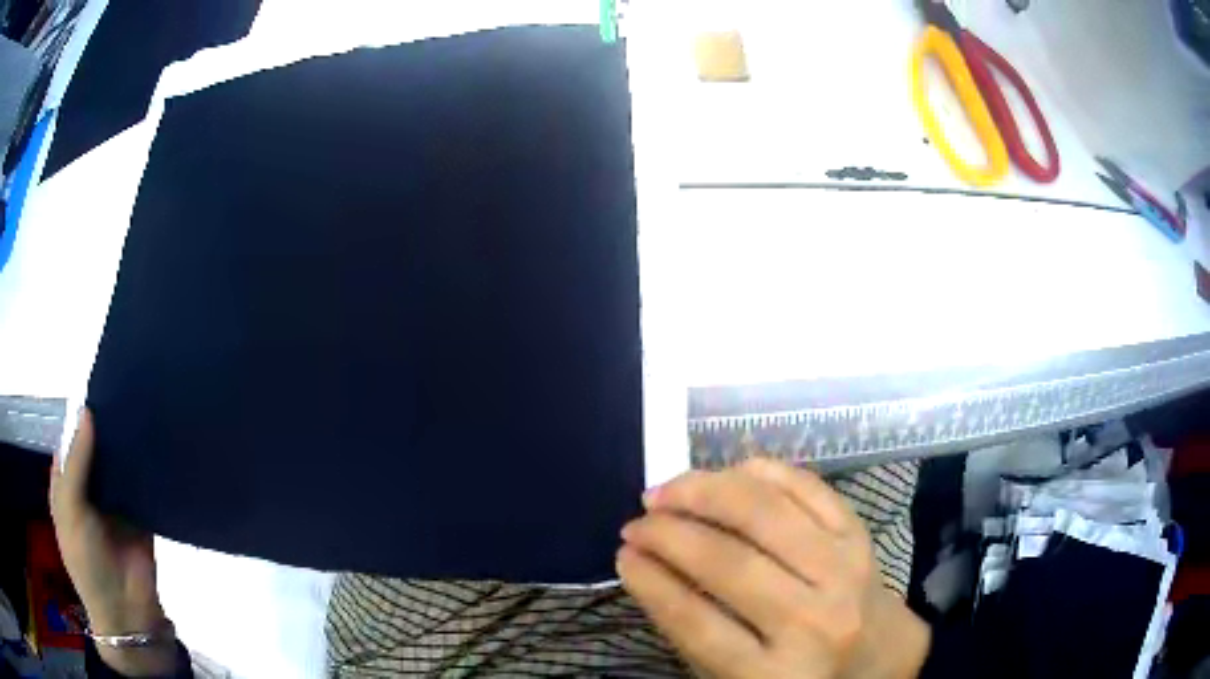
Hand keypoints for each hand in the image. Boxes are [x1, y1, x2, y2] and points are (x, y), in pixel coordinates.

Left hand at [49, 409, 178, 676]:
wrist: (125, 613)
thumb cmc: (86, 561)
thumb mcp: (70, 510)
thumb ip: (77, 462)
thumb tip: (88, 411)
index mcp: (67, 484)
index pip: (71, 440)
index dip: (81, 418)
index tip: (99, 388)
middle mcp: (89, 488)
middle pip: (96, 449)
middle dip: (107, 428)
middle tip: (127, 392)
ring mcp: (115, 502)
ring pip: (119, 464)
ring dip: (127, 446)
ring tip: (144, 410)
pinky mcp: (140, 515)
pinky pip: (141, 486)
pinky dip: (147, 469)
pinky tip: (157, 443)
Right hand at [618, 458, 929, 678]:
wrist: (880, 656)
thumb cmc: (799, 675)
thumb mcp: (736, 677)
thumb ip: (691, 631)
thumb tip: (646, 564)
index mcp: (773, 675)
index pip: (697, 622)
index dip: (651, 582)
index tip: (622, 555)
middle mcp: (813, 622)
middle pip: (729, 564)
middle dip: (669, 534)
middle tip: (635, 522)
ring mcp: (843, 571)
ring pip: (766, 515)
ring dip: (706, 492)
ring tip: (667, 490)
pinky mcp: (860, 536)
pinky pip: (807, 489)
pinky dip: (762, 472)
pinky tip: (728, 472)